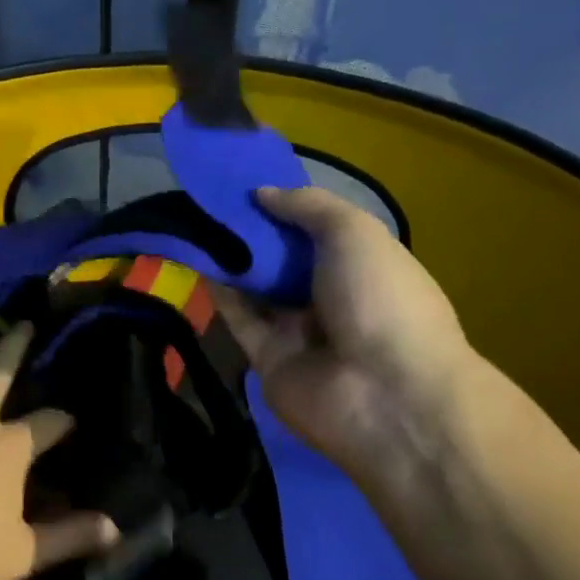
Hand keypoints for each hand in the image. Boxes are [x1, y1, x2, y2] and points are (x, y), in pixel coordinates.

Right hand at [213, 186, 480, 493]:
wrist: (385, 395)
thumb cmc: (381, 298)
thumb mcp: (354, 232)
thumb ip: (307, 206)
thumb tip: (262, 193)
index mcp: (364, 267)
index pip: (319, 231)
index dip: (286, 208)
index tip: (248, 184)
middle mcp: (332, 298)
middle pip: (285, 259)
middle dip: (253, 232)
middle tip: (211, 200)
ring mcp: (300, 331)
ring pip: (258, 288)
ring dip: (231, 257)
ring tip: (193, 221)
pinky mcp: (268, 359)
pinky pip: (240, 318)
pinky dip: (220, 291)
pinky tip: (195, 259)